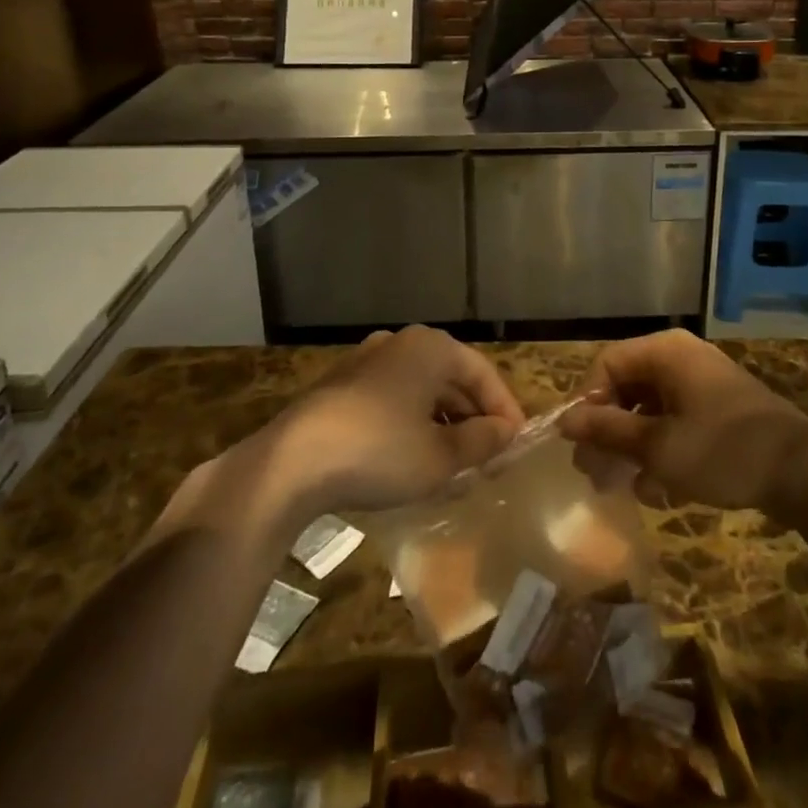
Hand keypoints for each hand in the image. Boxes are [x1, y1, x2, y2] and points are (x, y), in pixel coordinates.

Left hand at [262, 325, 525, 516]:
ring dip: (442, 424)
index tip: (516, 444)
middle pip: (451, 379)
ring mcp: (366, 362)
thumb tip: (506, 432)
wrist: (291, 463)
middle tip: (489, 457)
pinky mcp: (340, 387)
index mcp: (431, 348)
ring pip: (420, 391)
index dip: (504, 409)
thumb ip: (481, 441)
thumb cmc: (379, 452)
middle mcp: (400, 343)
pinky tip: (413, 460)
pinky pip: (392, 401)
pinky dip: (411, 425)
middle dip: (472, 418)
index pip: (483, 373)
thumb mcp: (440, 457)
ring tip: (456, 464)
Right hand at [559, 330, 807, 514]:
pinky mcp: (716, 410)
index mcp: (665, 352)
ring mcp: (701, 383)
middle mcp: (680, 358)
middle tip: (595, 473)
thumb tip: (565, 420)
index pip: (607, 365)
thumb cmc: (723, 450)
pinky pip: (674, 422)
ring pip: (649, 410)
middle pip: (627, 387)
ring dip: (633, 448)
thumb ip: (609, 431)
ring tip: (625, 488)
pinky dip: (661, 451)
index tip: (579, 445)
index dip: (587, 403)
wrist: (802, 472)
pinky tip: (659, 491)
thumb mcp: (658, 446)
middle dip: (609, 432)